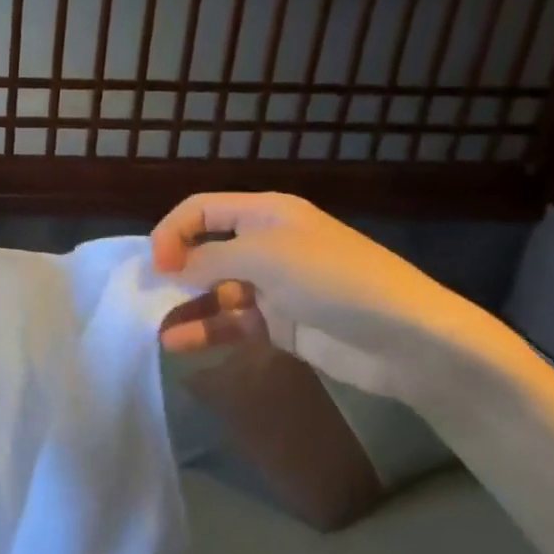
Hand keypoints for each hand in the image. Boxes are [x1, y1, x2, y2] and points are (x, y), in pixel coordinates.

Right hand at [151, 192, 485, 403]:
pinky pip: (233, 323)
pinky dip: (207, 331)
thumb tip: (167, 266)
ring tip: (156, 326)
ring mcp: (273, 286)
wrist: (408, 340)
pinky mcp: (280, 324)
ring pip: (215, 291)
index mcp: (265, 213)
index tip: (156, 265)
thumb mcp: (265, 257)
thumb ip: (208, 259)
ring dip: (186, 306)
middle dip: (174, 269)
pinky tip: (180, 344)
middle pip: (205, 249)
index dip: (172, 231)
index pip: (202, 209)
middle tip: (145, 295)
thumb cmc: (334, 280)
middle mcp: (265, 244)